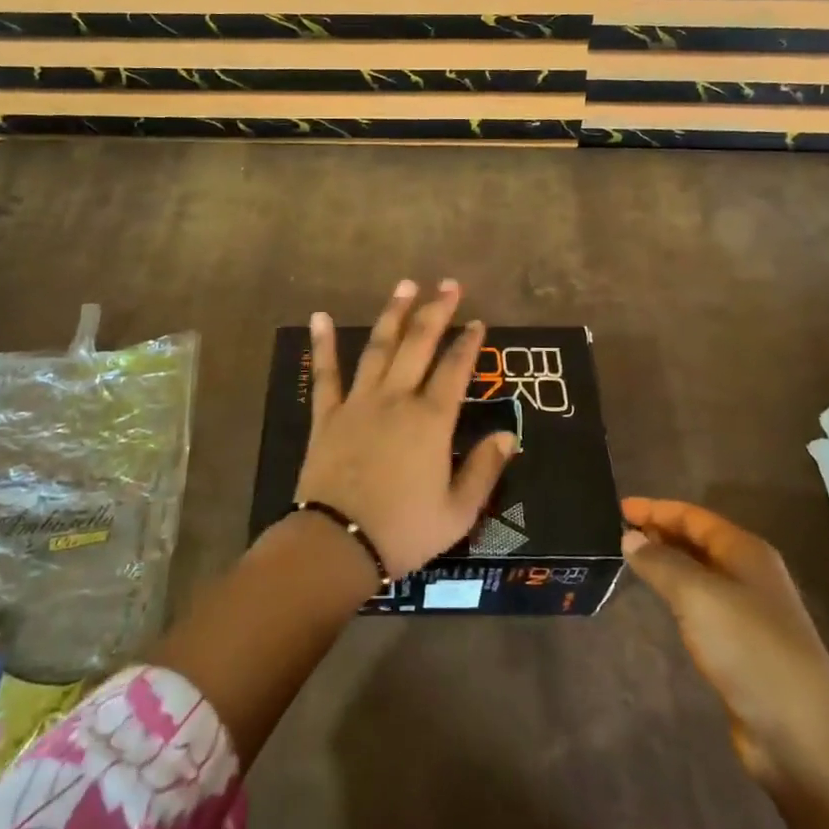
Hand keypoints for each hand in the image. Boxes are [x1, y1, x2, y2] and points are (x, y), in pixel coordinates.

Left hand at [296, 279, 517, 578]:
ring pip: (379, 348)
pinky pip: (326, 373)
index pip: (455, 370)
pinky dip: (323, 344)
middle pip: (419, 345)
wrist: (337, 543)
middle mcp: (396, 399)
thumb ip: (484, 470)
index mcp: (431, 420)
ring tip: (405, 285)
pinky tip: (320, 316)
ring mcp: (359, 402)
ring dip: (393, 314)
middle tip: (448, 284)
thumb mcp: (458, 512)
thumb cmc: (404, 531)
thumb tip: (508, 435)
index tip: (477, 321)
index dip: (468, 343)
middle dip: (436, 311)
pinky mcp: (327, 414)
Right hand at [623, 497, 828, 792]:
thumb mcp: (697, 596)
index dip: (656, 508)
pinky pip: (702, 605)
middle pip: (698, 541)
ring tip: (631, 561)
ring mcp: (749, 613)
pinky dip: (678, 595)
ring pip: (699, 573)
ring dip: (667, 563)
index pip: (693, 516)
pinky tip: (661, 602)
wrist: (802, 736)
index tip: (618, 507)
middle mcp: (750, 575)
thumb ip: (660, 562)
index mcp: (746, 552)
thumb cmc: (750, 649)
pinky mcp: (743, 647)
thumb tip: (630, 536)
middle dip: (660, 532)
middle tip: (619, 533)